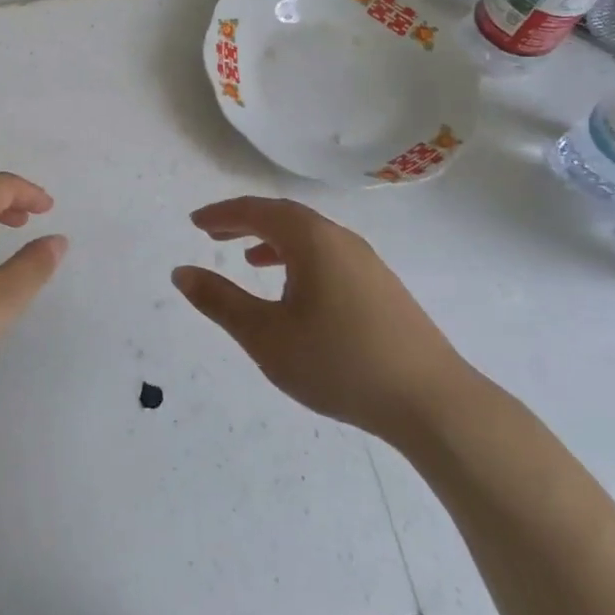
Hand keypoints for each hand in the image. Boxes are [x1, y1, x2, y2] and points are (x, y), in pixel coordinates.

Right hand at [173, 196, 474, 445]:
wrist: (433, 403)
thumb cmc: (340, 363)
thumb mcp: (266, 337)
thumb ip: (220, 301)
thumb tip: (181, 272)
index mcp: (312, 240)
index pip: (257, 211)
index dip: (222, 214)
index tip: (195, 222)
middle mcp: (340, 239)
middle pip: (284, 216)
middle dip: (245, 221)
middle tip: (213, 233)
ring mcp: (367, 262)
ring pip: (310, 236)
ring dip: (273, 240)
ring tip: (248, 259)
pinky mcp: (382, 287)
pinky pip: (328, 255)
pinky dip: (299, 258)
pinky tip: (296, 291)